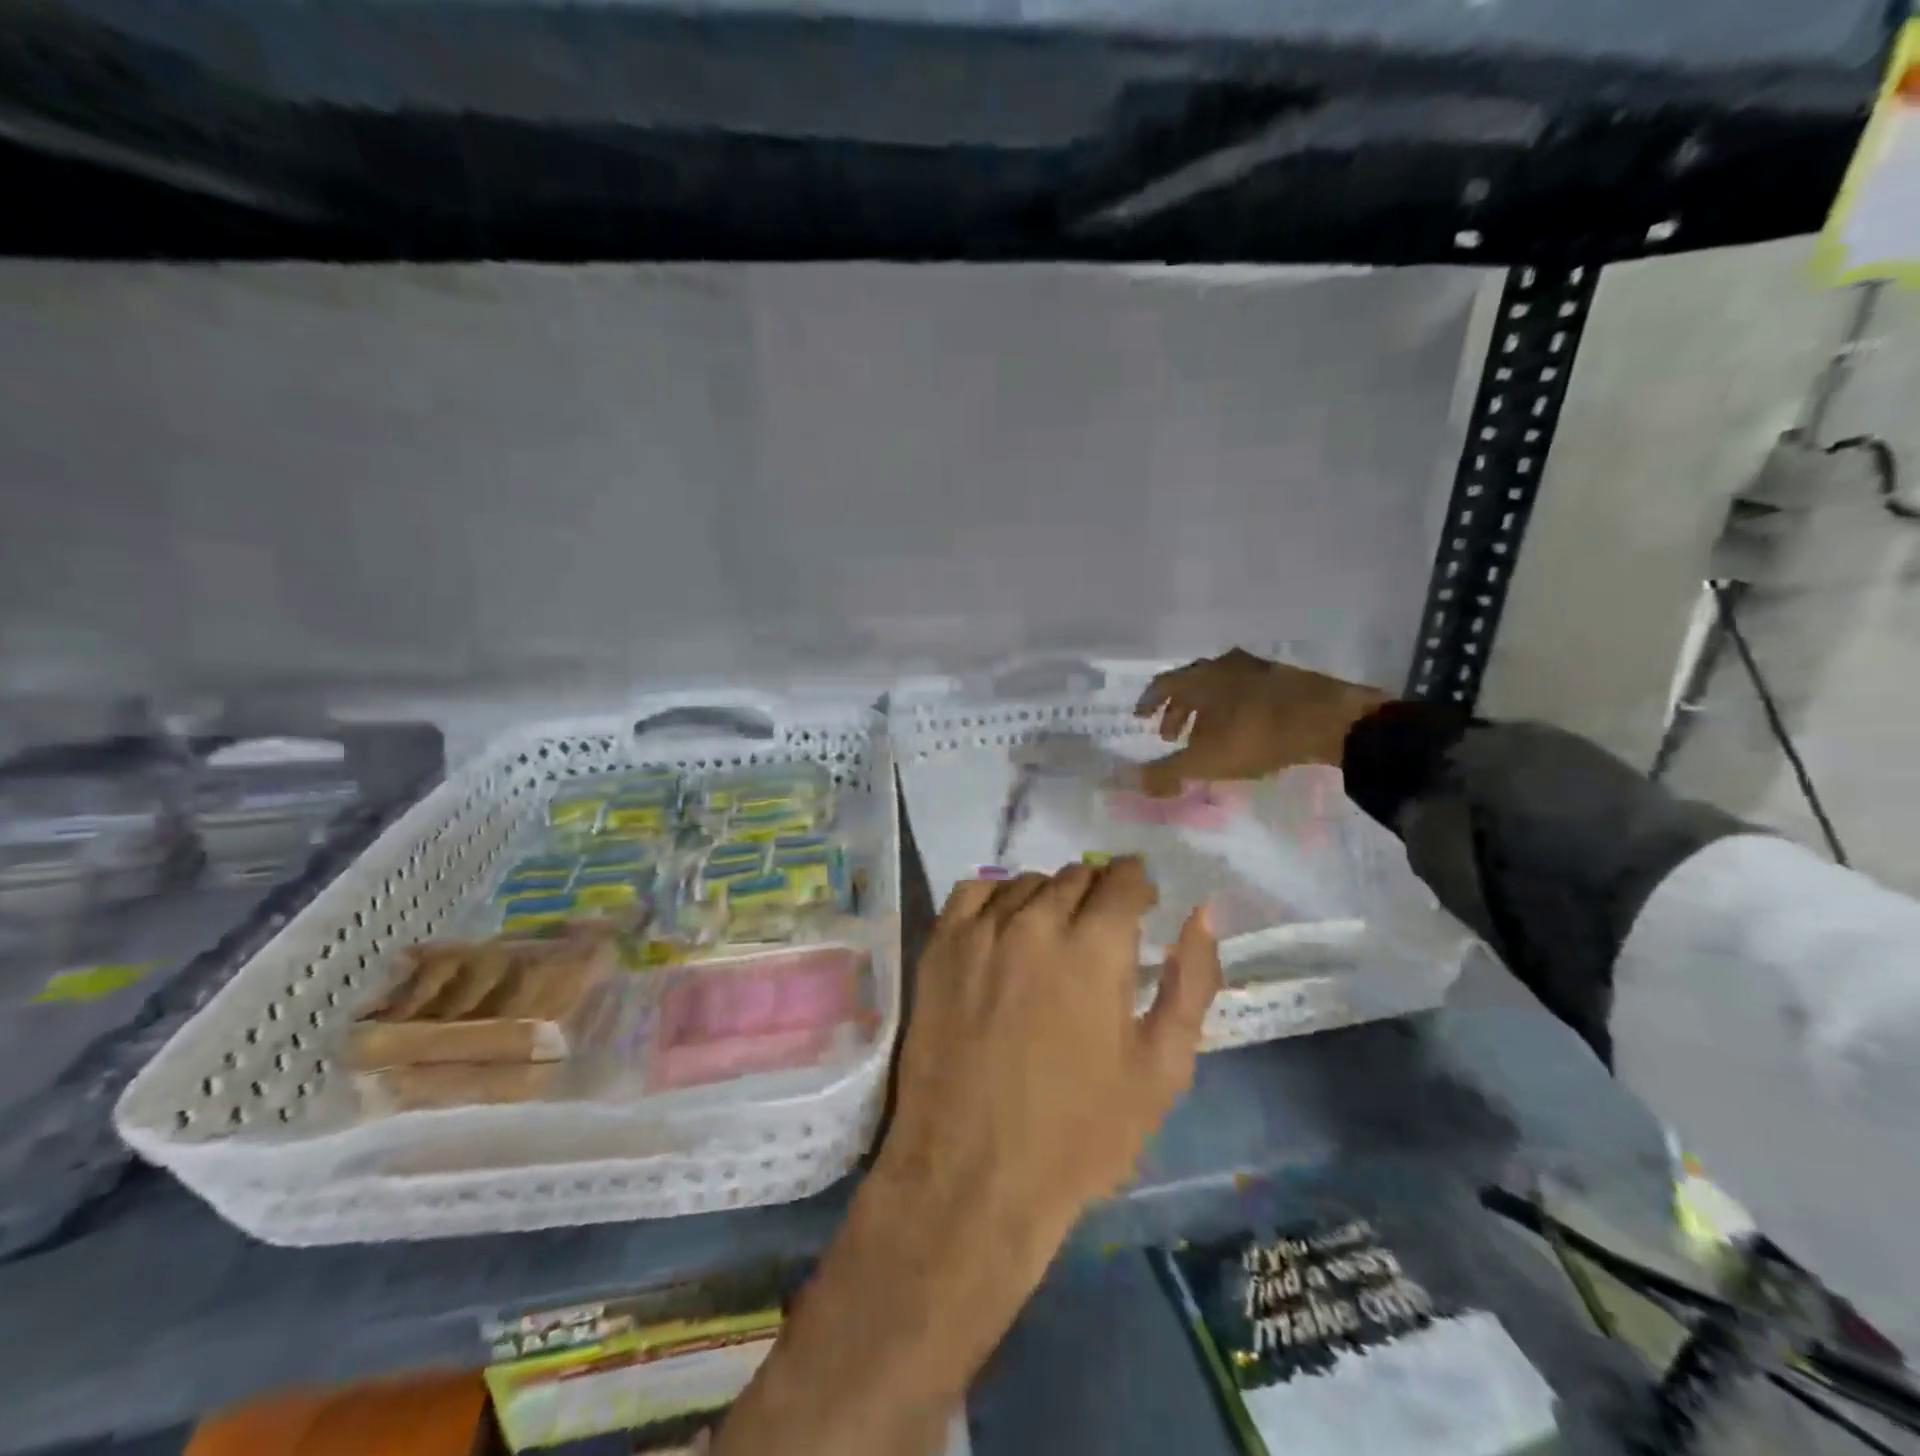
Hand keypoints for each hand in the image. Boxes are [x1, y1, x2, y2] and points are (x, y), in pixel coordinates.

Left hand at [875, 858, 1222, 1254]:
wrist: (971, 1176)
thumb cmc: (1079, 1134)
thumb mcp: (1162, 1069)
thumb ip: (1191, 980)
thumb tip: (1203, 914)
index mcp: (1094, 946)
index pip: (1122, 877)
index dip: (1139, 885)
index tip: (1142, 906)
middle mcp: (1034, 922)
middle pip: (1075, 875)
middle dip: (1099, 894)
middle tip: (1101, 934)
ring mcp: (979, 931)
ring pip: (1026, 882)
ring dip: (1050, 898)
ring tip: (1054, 937)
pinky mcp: (938, 947)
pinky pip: (973, 892)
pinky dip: (998, 899)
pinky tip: (1005, 929)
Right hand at [1134, 648, 1388, 796]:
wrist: (1327, 720)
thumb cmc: (1255, 735)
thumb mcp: (1205, 761)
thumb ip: (1167, 772)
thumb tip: (1134, 782)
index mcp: (1199, 678)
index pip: (1163, 684)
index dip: (1148, 702)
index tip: (1141, 719)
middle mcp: (1223, 665)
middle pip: (1191, 683)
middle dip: (1178, 710)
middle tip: (1172, 736)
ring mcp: (1257, 669)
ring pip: (1220, 686)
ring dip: (1207, 710)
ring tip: (1208, 736)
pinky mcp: (1285, 678)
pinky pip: (1246, 691)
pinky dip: (1234, 708)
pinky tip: (1243, 729)